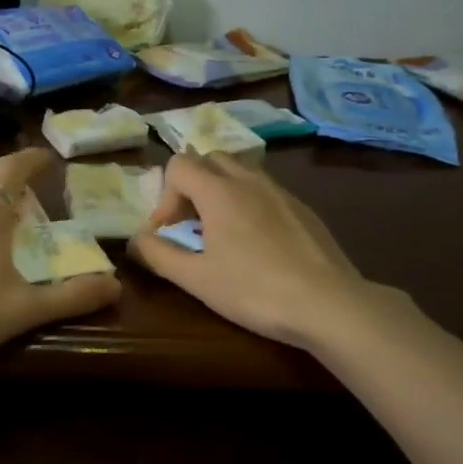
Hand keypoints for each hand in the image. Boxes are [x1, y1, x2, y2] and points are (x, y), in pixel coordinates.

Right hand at [128, 152, 385, 348]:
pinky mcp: (303, 208)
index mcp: (219, 191)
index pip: (179, 164)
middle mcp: (249, 179)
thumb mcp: (196, 279)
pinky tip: (256, 243)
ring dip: (220, 192)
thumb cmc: (254, 290)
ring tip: (221, 232)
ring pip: (240, 171)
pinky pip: (265, 190)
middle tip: (190, 225)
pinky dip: (249, 203)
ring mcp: (281, 191)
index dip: (164, 196)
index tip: (168, 232)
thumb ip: (158, 255)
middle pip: (210, 159)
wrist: (327, 303)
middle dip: (192, 186)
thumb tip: (135, 240)